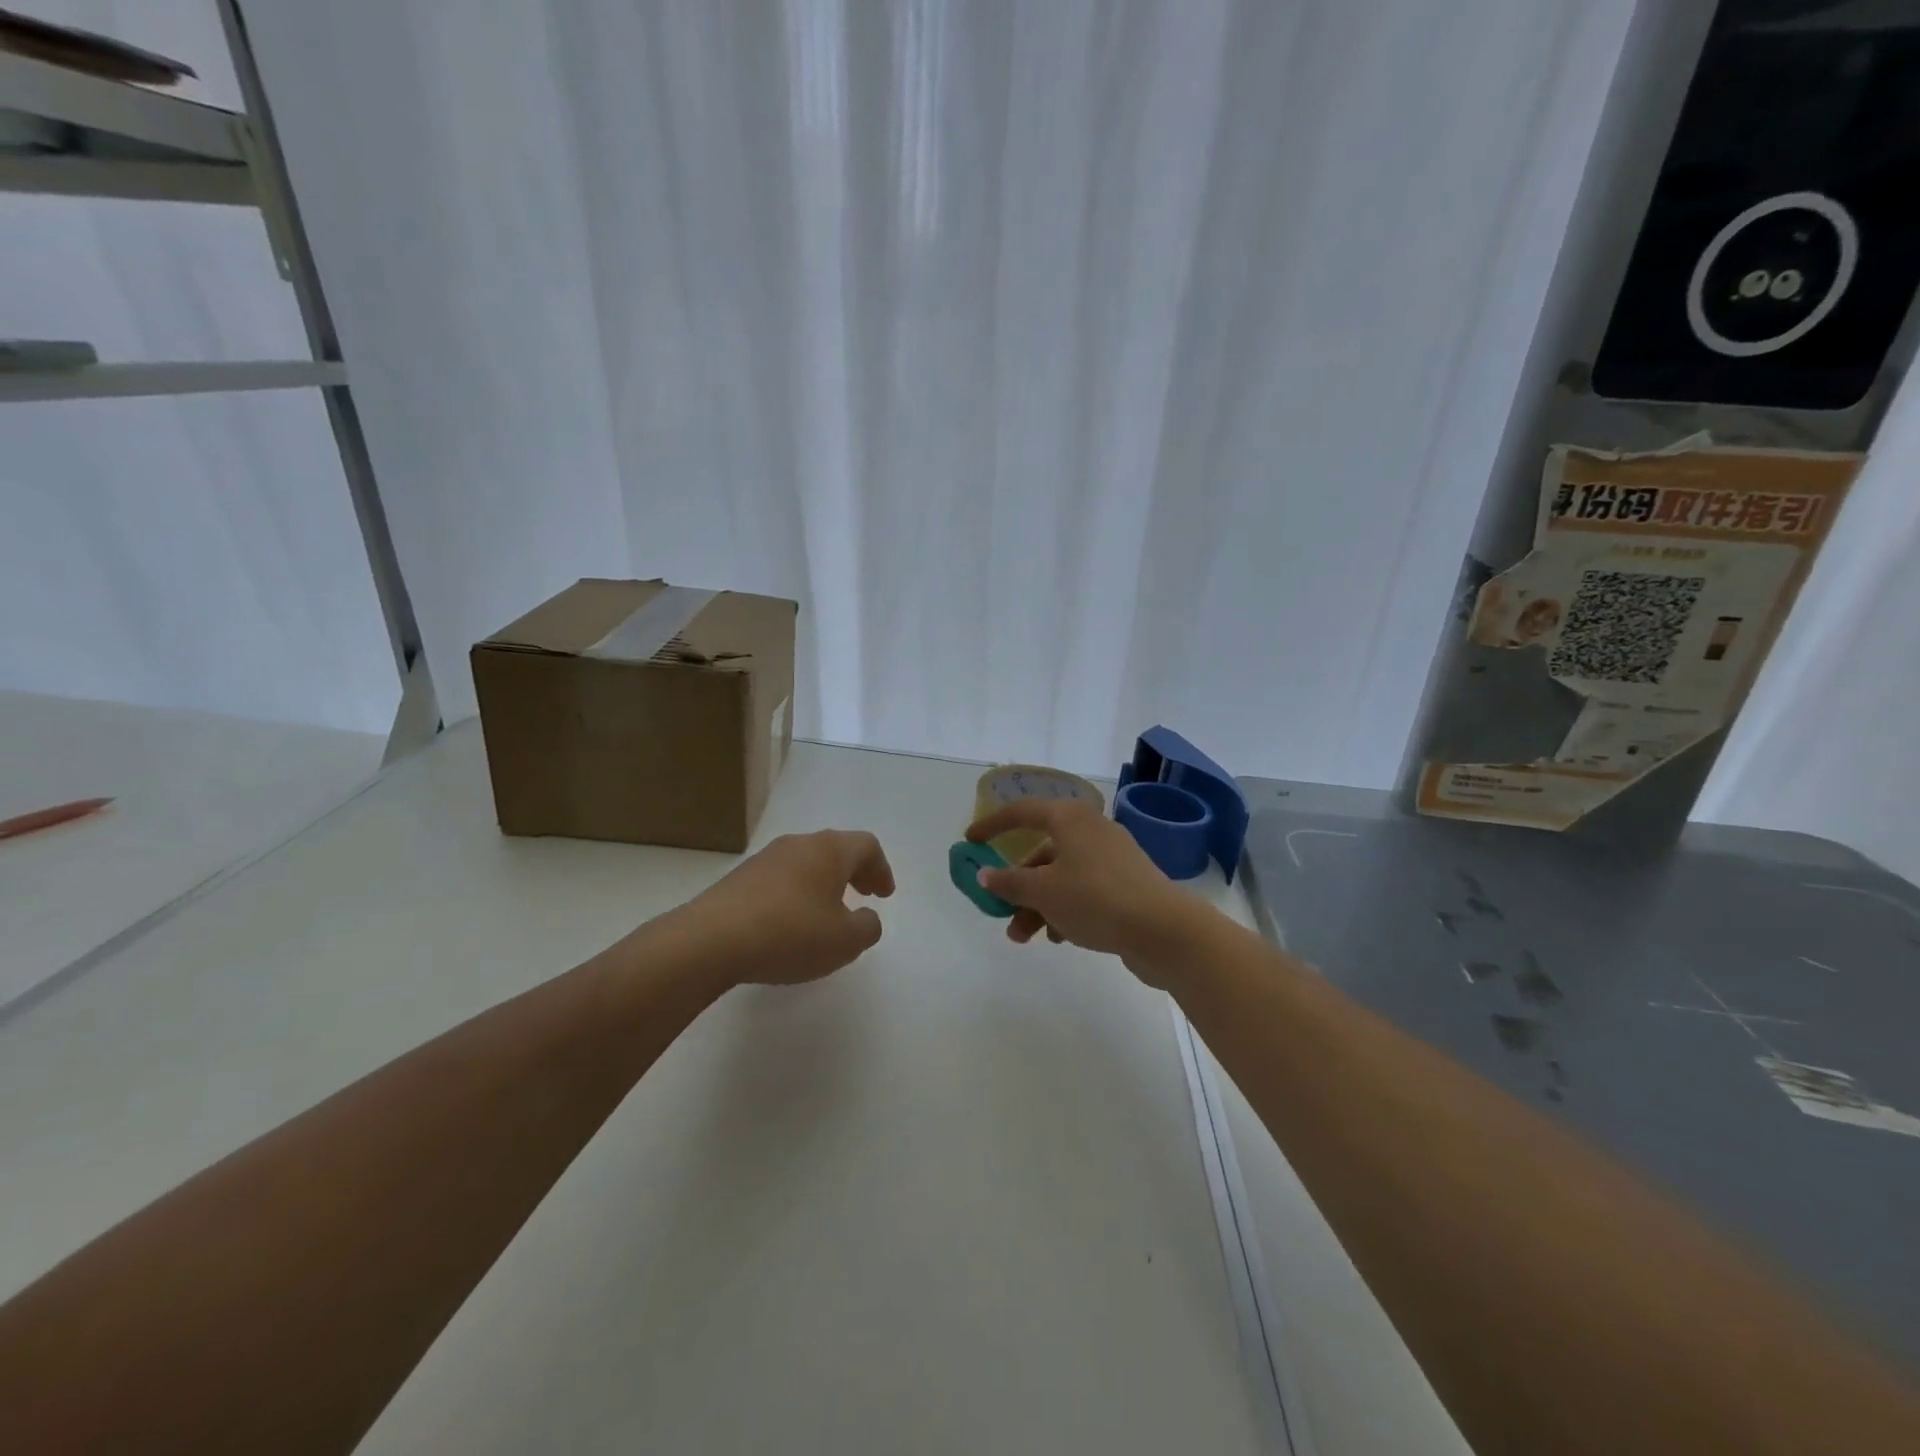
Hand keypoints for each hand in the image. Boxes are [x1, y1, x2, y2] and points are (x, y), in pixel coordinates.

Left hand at [665, 830, 895, 986]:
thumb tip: (866, 918)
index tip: (884, 895)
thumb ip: (868, 927)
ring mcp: (765, 859)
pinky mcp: (739, 879)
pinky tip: (790, 924)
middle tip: (864, 895)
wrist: (711, 940)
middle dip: (854, 872)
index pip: (866, 845)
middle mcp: (798, 844)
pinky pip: (780, 879)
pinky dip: (796, 894)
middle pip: (835, 849)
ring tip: (826, 913)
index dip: (881, 869)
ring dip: (823, 883)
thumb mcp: (845, 941)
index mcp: (829, 850)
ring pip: (805, 863)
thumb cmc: (791, 934)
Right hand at [965, 800, 1203, 980]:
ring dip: (1037, 905)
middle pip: (1041, 852)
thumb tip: (984, 874)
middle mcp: (1091, 830)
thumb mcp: (1043, 892)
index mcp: (1070, 818)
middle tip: (1000, 912)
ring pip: (1061, 876)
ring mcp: (1111, 857)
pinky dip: (1065, 910)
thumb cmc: (1096, 899)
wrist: (1164, 930)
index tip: (969, 841)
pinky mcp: (1125, 884)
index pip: (1022, 811)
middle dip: (1017, 885)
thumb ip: (1009, 882)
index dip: (992, 825)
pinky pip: (1083, 891)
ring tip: (1024, 938)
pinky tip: (1060, 939)